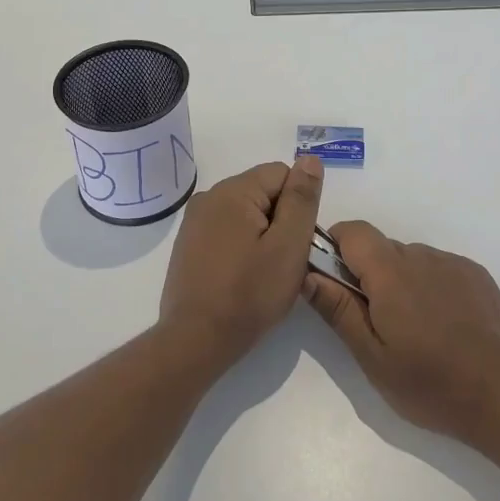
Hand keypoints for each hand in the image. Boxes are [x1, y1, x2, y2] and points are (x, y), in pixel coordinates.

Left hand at [159, 156, 323, 364]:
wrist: (196, 341)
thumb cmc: (249, 294)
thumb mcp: (288, 245)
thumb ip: (302, 199)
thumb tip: (310, 159)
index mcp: (233, 191)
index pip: (282, 174)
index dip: (298, 206)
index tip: (297, 242)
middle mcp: (209, 197)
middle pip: (263, 192)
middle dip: (281, 221)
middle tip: (284, 261)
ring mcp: (194, 222)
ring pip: (246, 214)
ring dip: (262, 236)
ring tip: (264, 273)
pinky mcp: (188, 246)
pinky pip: (227, 232)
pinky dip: (241, 248)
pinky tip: (243, 278)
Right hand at [302, 221, 499, 446]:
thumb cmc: (429, 384)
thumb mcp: (372, 357)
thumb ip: (339, 310)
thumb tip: (308, 274)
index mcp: (391, 273)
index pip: (354, 231)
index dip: (337, 246)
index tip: (334, 280)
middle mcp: (422, 256)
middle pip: (382, 248)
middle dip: (369, 274)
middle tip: (376, 322)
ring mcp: (454, 263)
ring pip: (412, 260)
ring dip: (402, 282)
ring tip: (415, 331)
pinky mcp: (478, 275)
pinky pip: (440, 269)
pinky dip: (431, 287)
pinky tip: (444, 326)